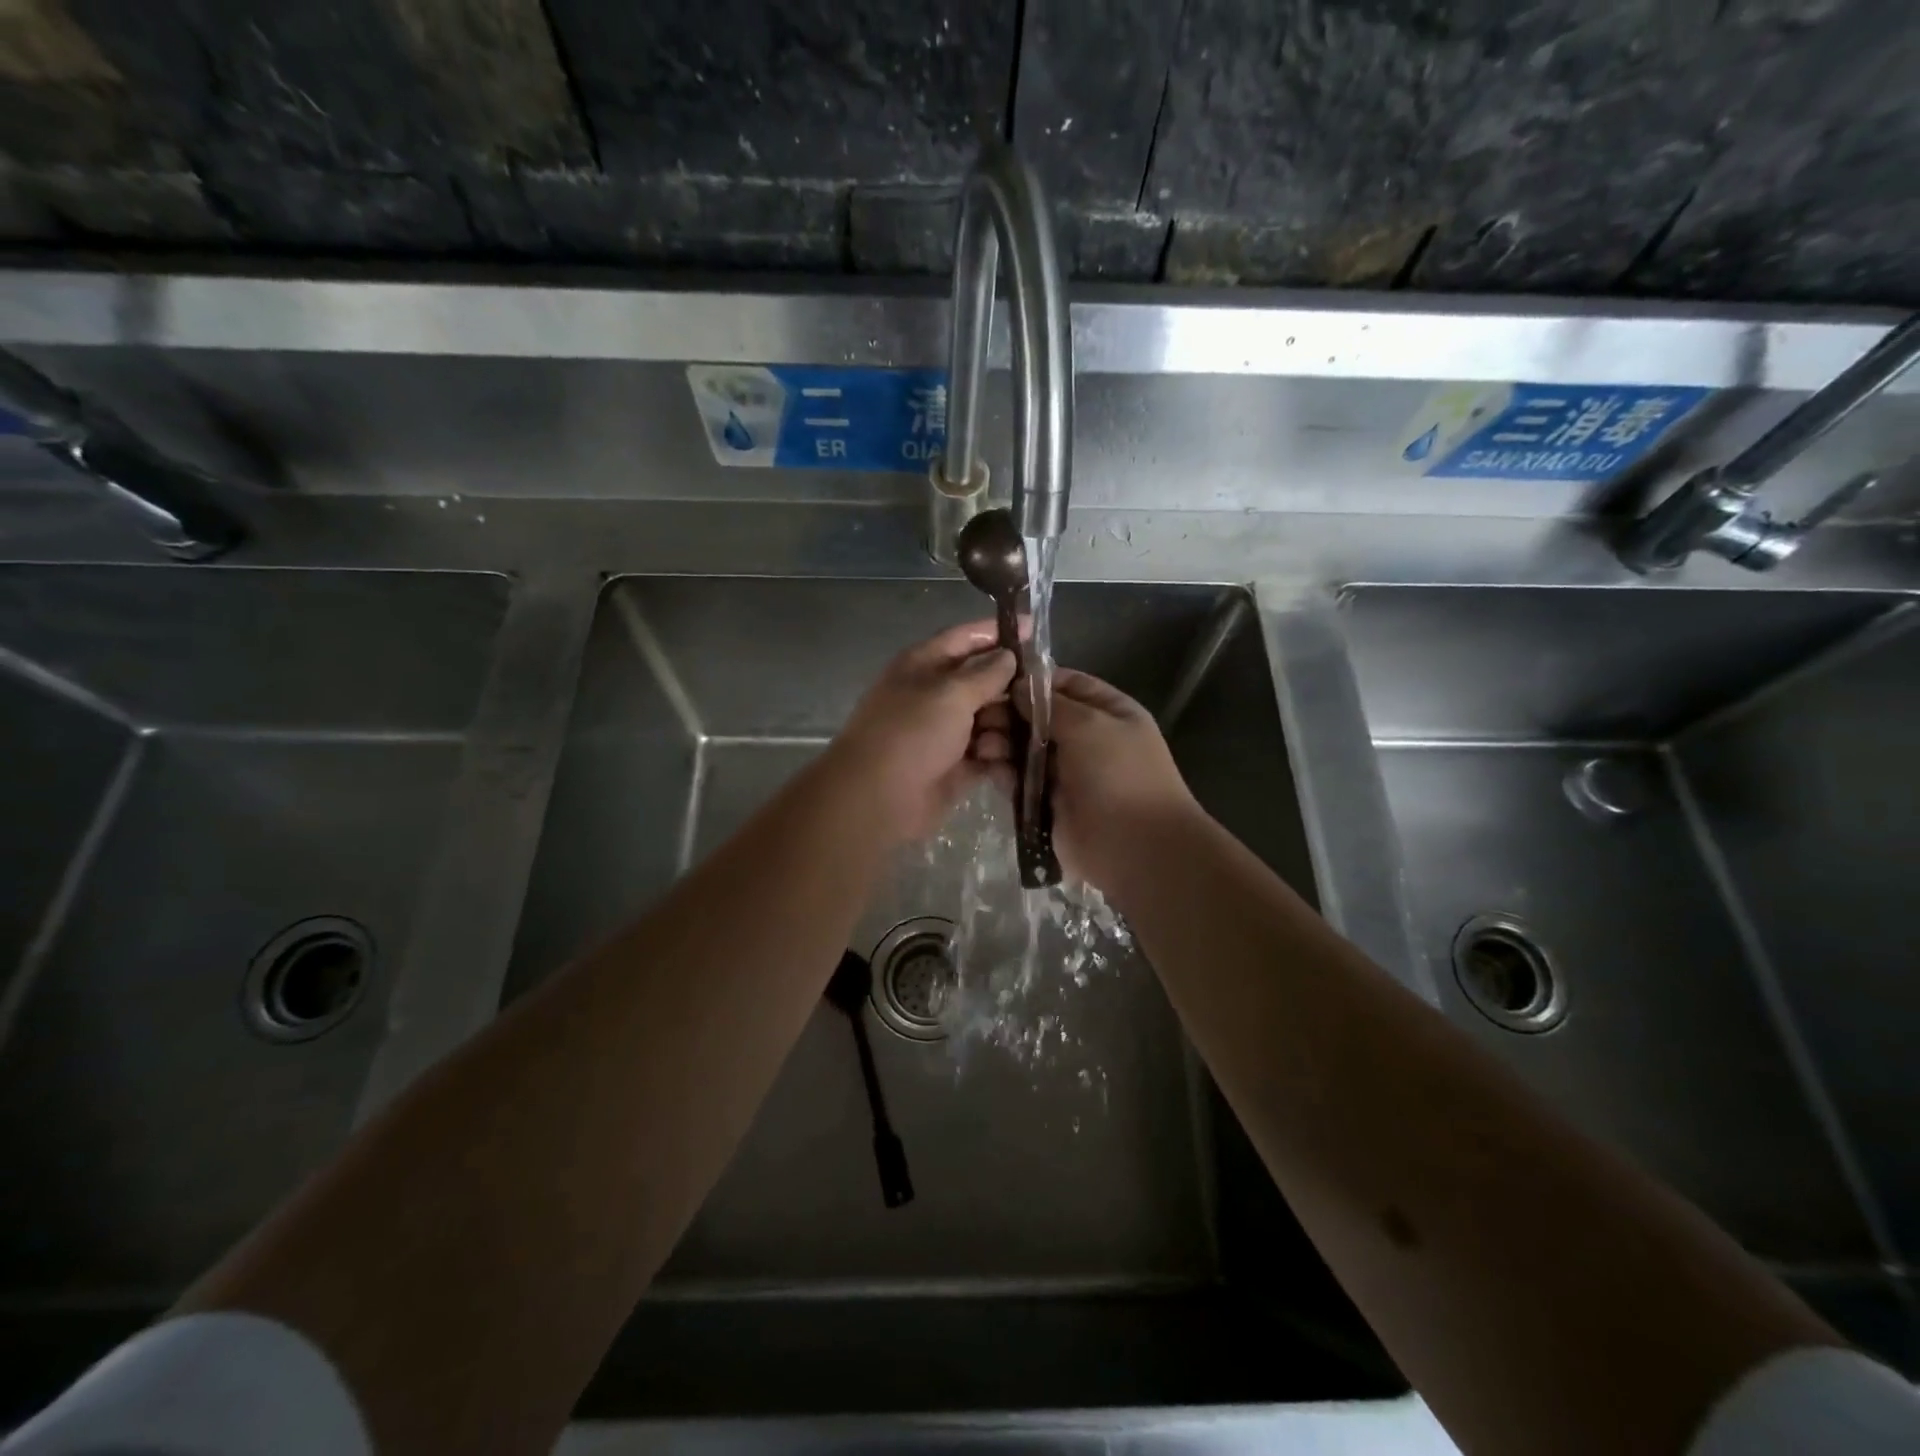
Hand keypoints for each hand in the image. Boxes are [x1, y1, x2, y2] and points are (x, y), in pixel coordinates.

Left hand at [823, 620, 1016, 845]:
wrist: (877, 800)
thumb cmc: (911, 734)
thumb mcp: (950, 693)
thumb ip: (985, 673)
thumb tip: (1008, 655)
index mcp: (925, 665)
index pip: (966, 638)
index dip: (1000, 632)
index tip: (1036, 628)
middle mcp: (936, 695)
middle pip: (985, 681)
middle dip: (1013, 688)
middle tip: (1045, 696)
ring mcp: (946, 733)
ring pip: (992, 719)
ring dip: (1007, 727)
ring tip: (1015, 738)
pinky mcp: (957, 768)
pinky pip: (990, 754)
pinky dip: (1002, 757)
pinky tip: (1015, 761)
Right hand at [981, 668, 1198, 888]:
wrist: (1136, 847)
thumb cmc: (1120, 774)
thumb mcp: (1089, 725)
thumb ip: (1051, 705)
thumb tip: (1018, 688)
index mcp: (1109, 713)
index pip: (1067, 685)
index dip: (1034, 682)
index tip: (997, 681)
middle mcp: (1088, 739)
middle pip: (1040, 718)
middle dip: (1010, 714)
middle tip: (979, 716)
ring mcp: (1068, 773)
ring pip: (1026, 750)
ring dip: (1003, 744)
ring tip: (981, 745)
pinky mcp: (1049, 804)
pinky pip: (1022, 782)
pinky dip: (1004, 774)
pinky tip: (988, 768)